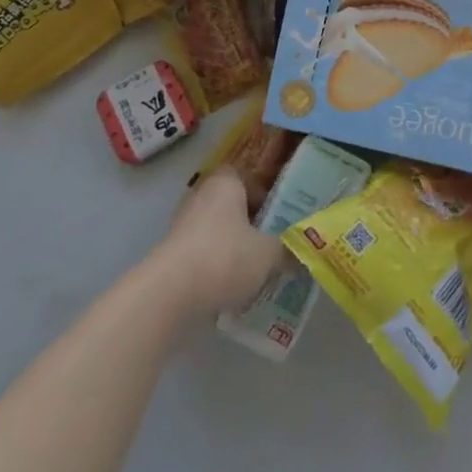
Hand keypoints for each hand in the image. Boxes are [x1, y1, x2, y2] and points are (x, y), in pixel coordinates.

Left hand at [146, 169, 285, 317]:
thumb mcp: (269, 254)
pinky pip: (202, 253)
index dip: (265, 191)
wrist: (167, 296)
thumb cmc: (224, 258)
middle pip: (232, 204)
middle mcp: (201, 196)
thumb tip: (304, 253)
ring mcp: (182, 226)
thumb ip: (288, 250)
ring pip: (217, 230)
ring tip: (256, 269)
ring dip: (234, 245)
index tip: (280, 214)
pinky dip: (216, 266)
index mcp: (226, 183)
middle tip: (273, 241)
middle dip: (251, 222)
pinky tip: (232, 288)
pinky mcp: (170, 255)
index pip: (248, 175)